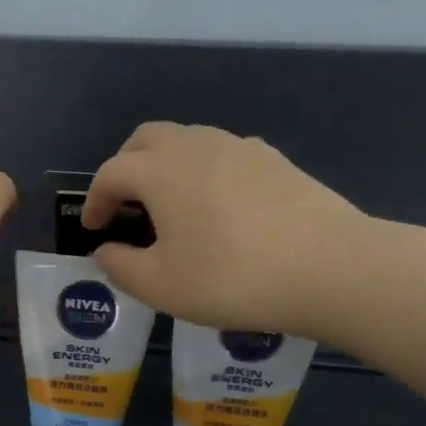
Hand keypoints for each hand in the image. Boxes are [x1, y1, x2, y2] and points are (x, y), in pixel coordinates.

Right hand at [81, 122, 372, 338]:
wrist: (331, 267)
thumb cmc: (231, 277)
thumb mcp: (160, 285)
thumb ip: (120, 266)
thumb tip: (106, 251)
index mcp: (160, 170)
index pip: (111, 172)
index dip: (94, 200)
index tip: (93, 229)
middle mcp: (196, 145)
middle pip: (146, 139)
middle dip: (126, 167)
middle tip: (124, 205)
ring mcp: (240, 147)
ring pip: (187, 142)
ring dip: (165, 167)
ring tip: (169, 208)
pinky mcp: (275, 161)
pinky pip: (222, 155)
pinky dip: (203, 173)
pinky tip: (216, 209)